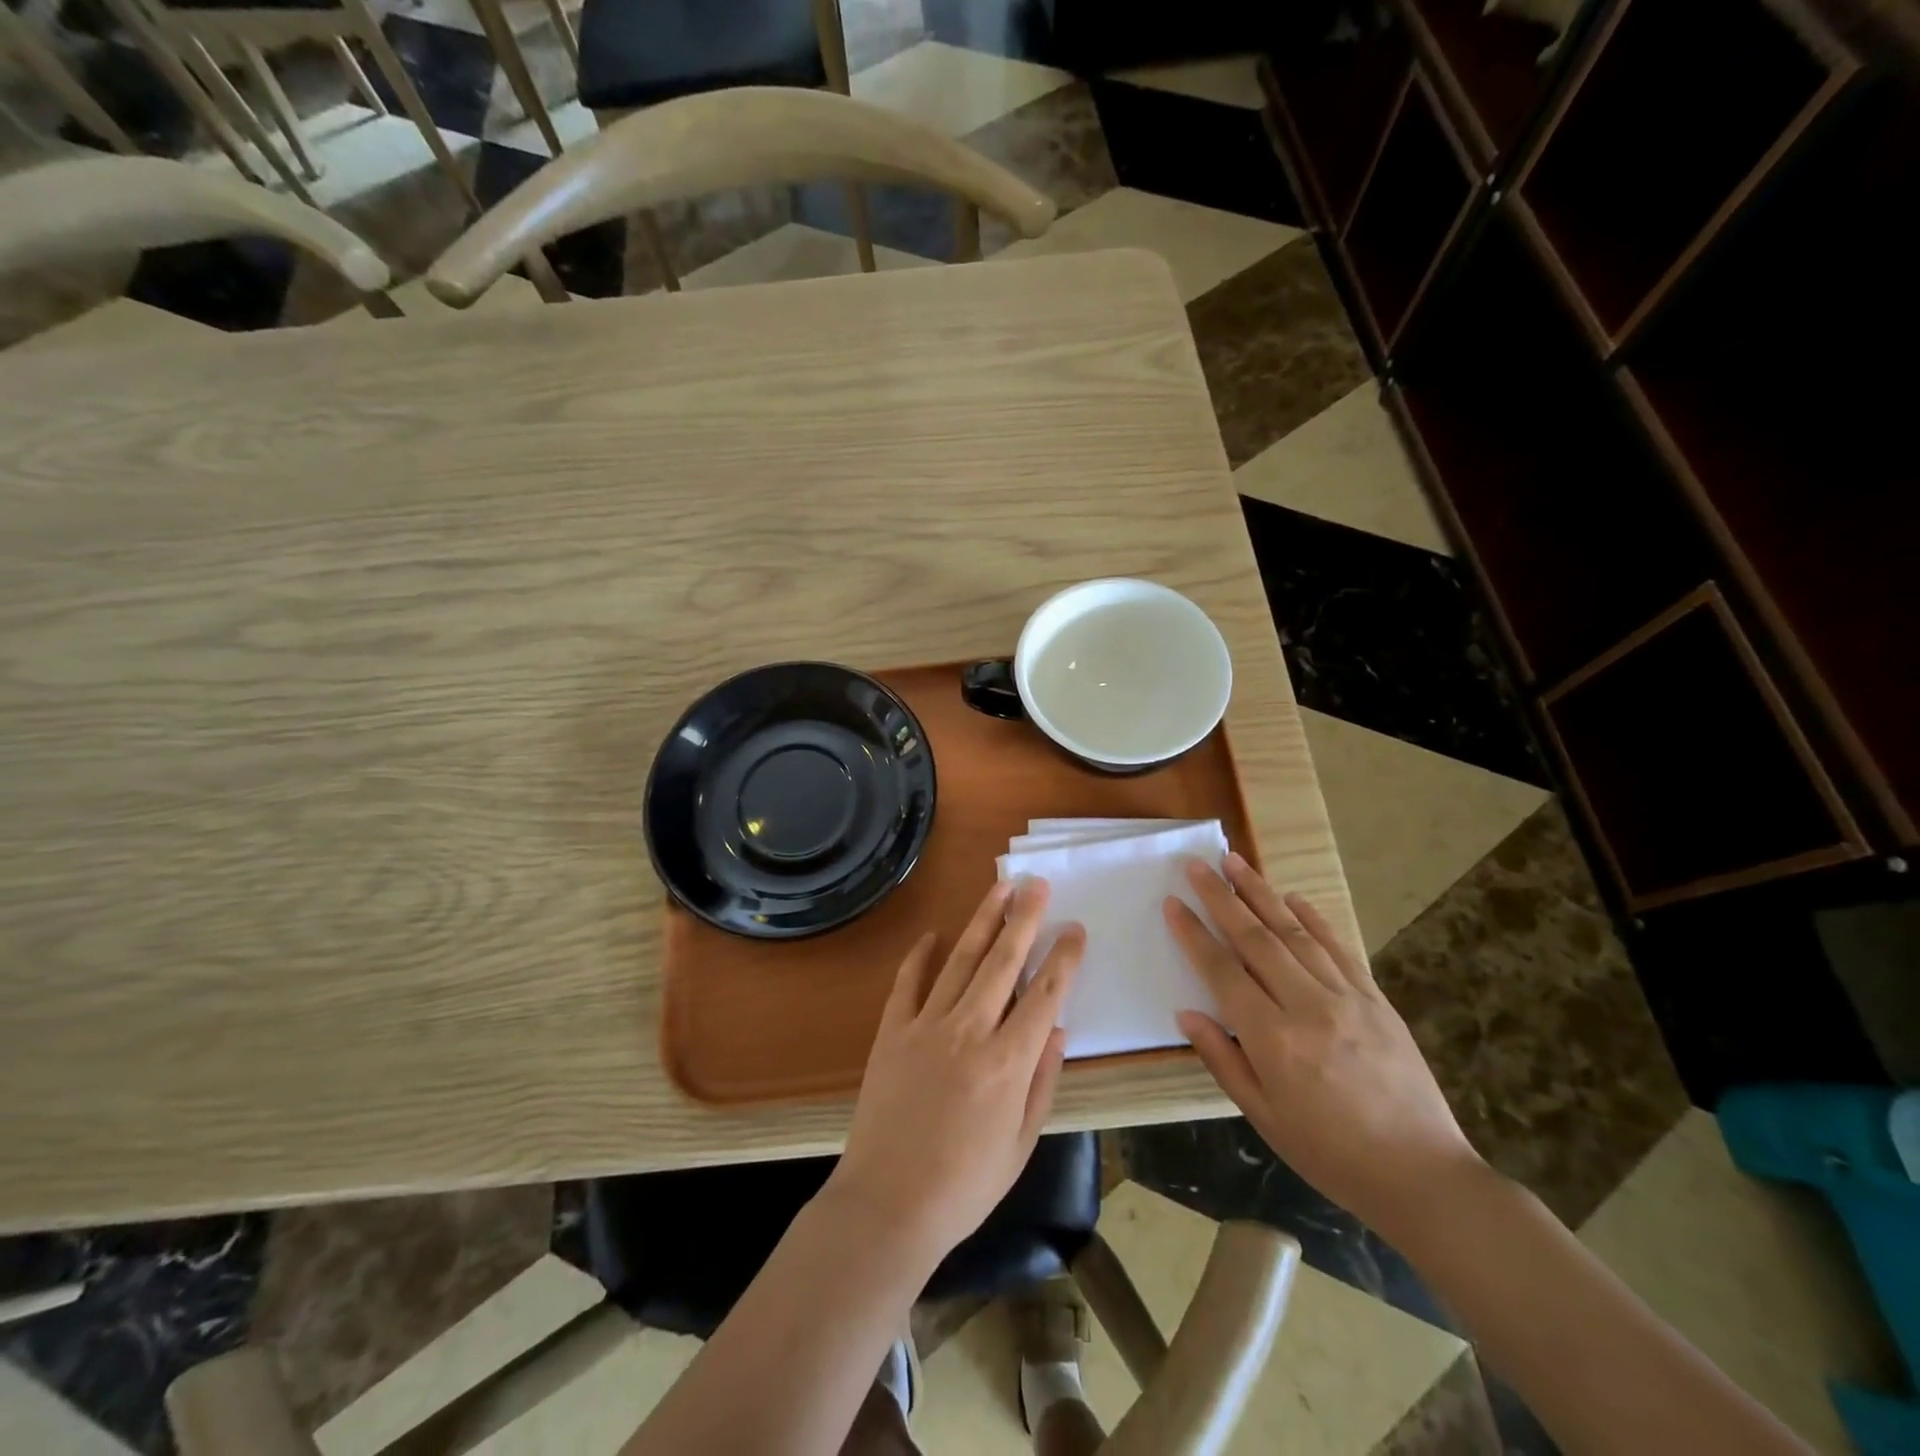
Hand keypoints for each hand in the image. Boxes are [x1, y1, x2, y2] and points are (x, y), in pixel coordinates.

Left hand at [828, 879, 1085, 1268]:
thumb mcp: (1021, 1143)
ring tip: (1000, 889)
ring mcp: (926, 1026)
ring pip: (961, 960)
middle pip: (1003, 962)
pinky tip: (932, 934)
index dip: (1063, 958)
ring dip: (982, 921)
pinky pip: (909, 982)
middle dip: (1024, 919)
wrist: (887, 1205)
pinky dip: (920, 955)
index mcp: (1008, 1062)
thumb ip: (1042, 1081)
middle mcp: (969, 1031)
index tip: (1075, 929)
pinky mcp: (893, 1031)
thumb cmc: (964, 1185)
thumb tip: (1057, 1028)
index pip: (1044, 995)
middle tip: (1037, 884)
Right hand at [1165, 854, 1482, 1239]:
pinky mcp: (1376, 999)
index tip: (1173, 903)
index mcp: (1273, 1039)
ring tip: (1235, 861)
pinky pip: (1339, 948)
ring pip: (1294, 932)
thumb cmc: (1330, 1153)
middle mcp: (1307, 1006)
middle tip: (1197, 864)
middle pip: (1255, 938)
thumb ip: (1222, 1059)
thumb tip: (1186, 1013)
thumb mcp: (1264, 1116)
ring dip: (1261, 893)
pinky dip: (1314, 918)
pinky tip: (1293, 897)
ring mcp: (1346, 997)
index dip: (1194, 934)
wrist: (1423, 1175)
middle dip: (1221, 897)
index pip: (1222, 971)